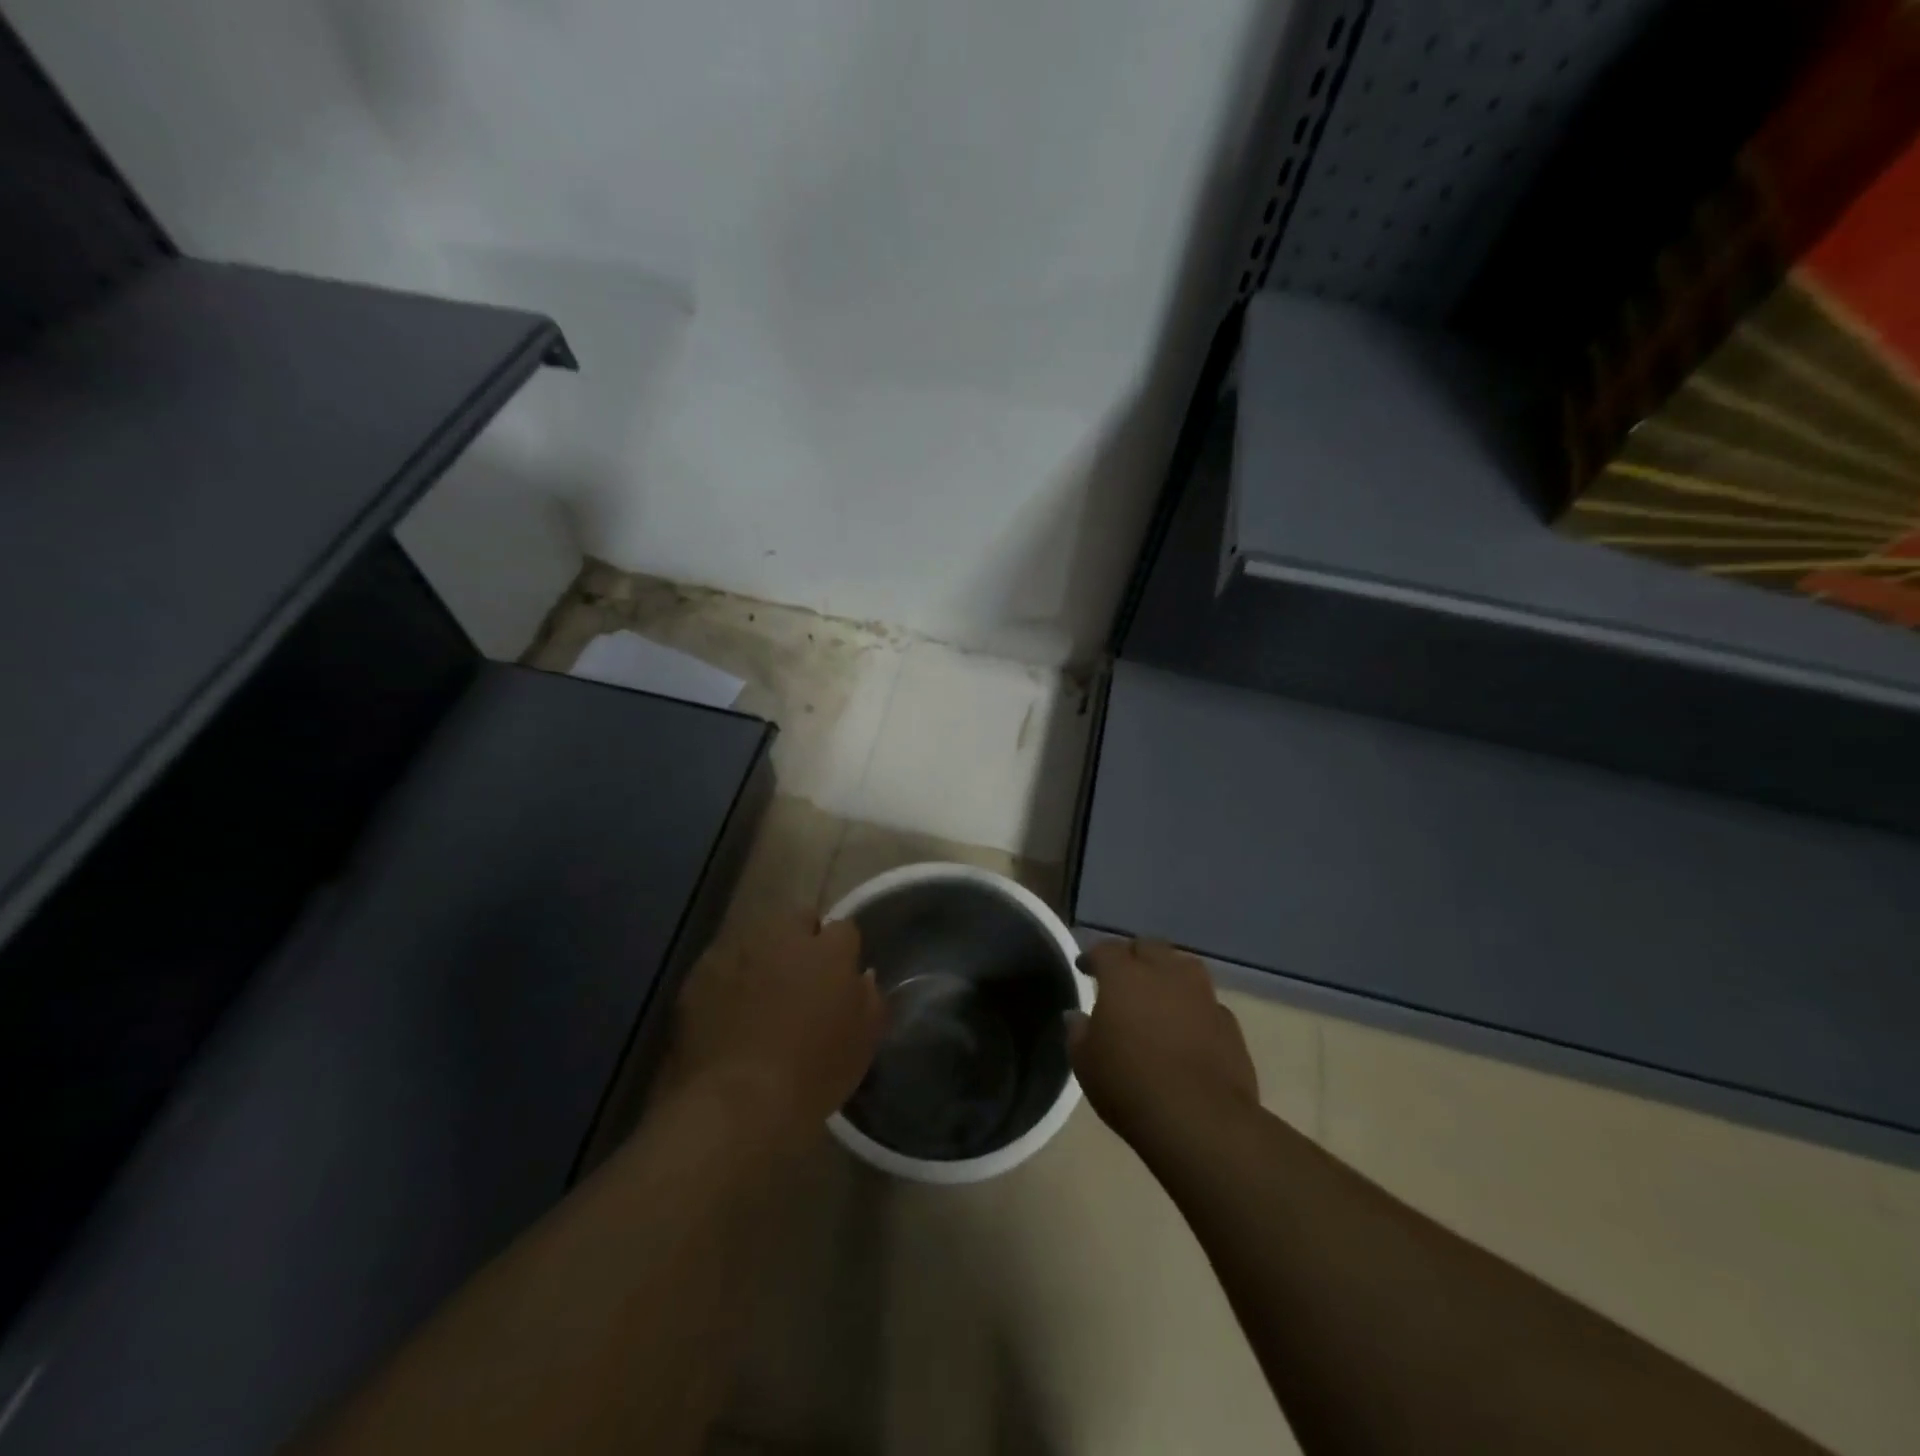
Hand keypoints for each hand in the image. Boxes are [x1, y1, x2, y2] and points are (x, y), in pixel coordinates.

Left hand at [663, 913, 885, 1141]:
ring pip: (757, 938)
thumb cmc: (813, 1074)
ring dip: (764, 956)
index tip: (839, 977)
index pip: (844, 928)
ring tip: (761, 995)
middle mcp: (783, 937)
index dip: (842, 952)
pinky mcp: (700, 973)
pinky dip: (728, 979)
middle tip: (802, 978)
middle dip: (802, 939)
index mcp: (828, 950)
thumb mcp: (863, 1044)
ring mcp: (738, 950)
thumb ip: (869, 999)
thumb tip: (862, 977)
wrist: (737, 1102)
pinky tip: (728, 1011)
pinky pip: (721, 964)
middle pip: (798, 918)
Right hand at [1069, 939, 1258, 1148]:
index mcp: (1125, 976)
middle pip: (1149, 947)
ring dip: (1169, 974)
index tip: (1085, 968)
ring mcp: (1203, 996)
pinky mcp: (1229, 1023)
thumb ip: (1079, 1032)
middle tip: (1123, 976)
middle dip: (1134, 956)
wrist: (1200, 1119)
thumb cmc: (1129, 1084)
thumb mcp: (1086, 1063)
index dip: (1093, 957)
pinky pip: (1207, 1003)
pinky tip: (1189, 1027)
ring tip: (1160, 994)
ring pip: (1184, 967)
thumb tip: (1078, 1016)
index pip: (1106, 950)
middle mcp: (1165, 974)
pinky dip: (1195, 1008)